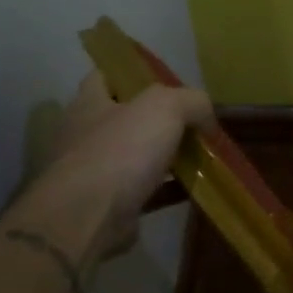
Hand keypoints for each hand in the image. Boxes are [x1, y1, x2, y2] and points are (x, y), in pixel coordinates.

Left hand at [12, 73, 211, 267]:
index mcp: (89, 103)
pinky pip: (146, 190)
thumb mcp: (165, 107)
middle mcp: (86, 134)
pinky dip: (170, 189)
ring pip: (138, 155)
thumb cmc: (120, 151)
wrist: (88, 219)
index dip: (134, 73)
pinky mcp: (108, 204)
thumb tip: (206, 120)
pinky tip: (196, 188)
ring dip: (167, 156)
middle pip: (126, 117)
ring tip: (203, 155)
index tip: (167, 80)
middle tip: (195, 122)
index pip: (107, 75)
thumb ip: (192, 102)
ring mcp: (94, 172)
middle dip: (159, 119)